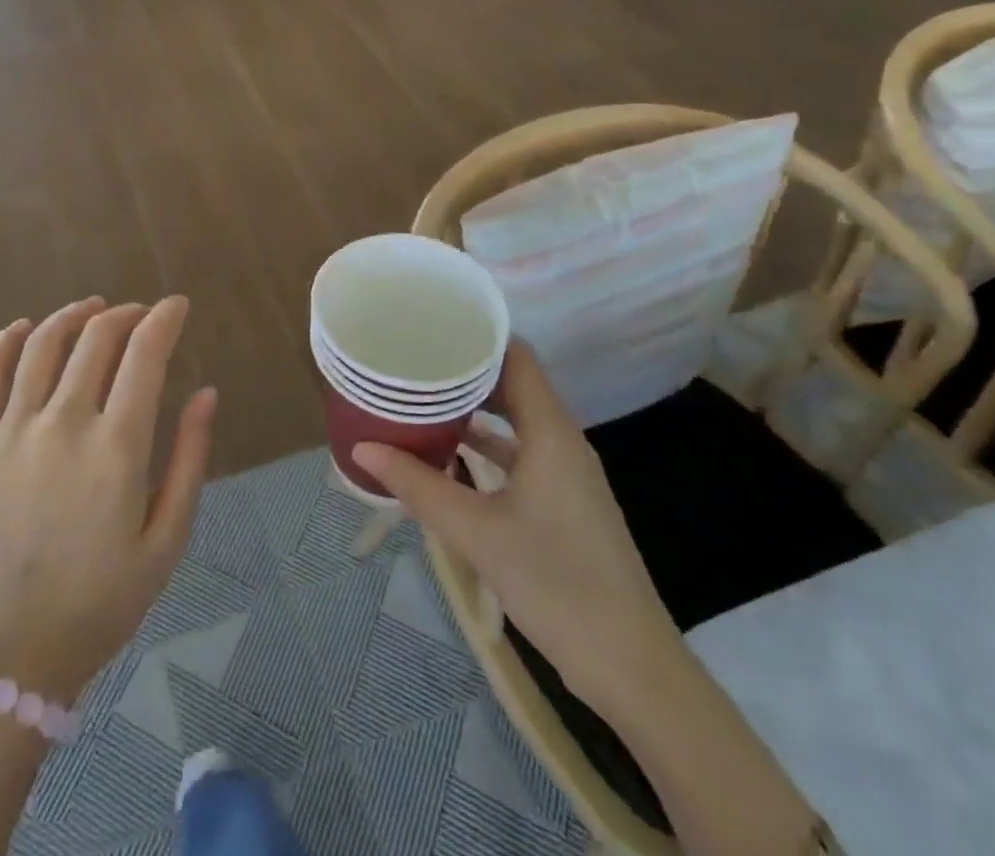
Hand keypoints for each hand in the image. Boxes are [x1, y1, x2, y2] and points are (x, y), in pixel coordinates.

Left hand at [0, 297, 217, 705]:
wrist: (6, 656)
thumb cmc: (99, 603)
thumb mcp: (166, 541)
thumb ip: (190, 459)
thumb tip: (207, 393)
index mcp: (117, 446)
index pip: (145, 353)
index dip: (164, 319)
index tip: (177, 306)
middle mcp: (64, 422)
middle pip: (97, 338)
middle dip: (127, 314)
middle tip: (142, 315)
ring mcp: (12, 429)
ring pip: (44, 344)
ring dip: (74, 315)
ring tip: (94, 309)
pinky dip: (7, 340)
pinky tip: (26, 327)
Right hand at [352, 341, 679, 707]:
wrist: (632, 668)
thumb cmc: (555, 582)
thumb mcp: (476, 531)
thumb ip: (417, 486)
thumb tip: (362, 448)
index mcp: (551, 433)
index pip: (518, 358)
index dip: (479, 336)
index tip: (434, 325)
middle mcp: (563, 443)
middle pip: (515, 386)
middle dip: (467, 371)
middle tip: (416, 360)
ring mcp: (568, 476)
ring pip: (518, 423)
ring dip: (476, 411)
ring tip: (424, 399)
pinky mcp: (566, 505)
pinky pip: (523, 455)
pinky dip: (489, 447)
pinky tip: (451, 457)